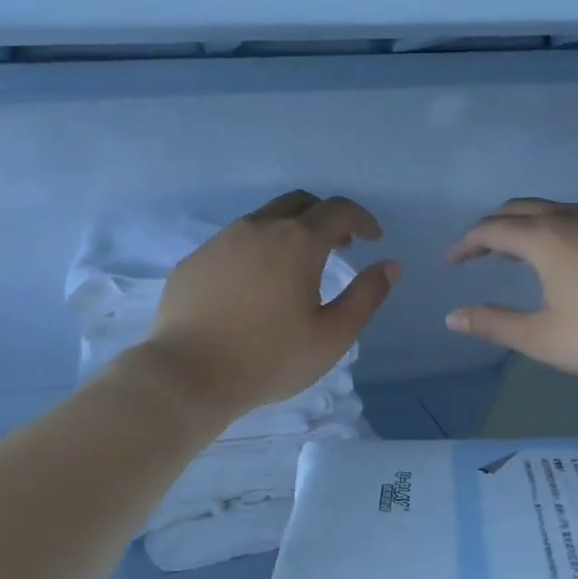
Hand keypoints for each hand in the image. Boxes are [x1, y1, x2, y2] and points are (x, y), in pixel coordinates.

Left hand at [143, 191, 398, 418]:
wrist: (187, 375)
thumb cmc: (269, 359)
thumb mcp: (332, 336)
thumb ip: (366, 296)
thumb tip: (389, 265)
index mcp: (297, 242)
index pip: (338, 210)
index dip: (361, 219)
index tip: (372, 238)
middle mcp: (258, 228)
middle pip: (300, 203)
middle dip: (326, 217)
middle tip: (339, 246)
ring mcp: (221, 241)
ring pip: (264, 219)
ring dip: (289, 232)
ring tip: (297, 267)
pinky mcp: (195, 260)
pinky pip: (234, 242)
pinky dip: (256, 250)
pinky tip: (254, 286)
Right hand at [446, 199, 577, 378]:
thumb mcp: (542, 338)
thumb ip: (494, 324)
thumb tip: (453, 317)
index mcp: (544, 238)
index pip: (491, 230)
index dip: (466, 244)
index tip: (451, 262)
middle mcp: (567, 219)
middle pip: (517, 209)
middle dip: (490, 227)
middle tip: (475, 253)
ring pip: (546, 208)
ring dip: (519, 223)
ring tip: (509, 252)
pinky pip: (569, 215)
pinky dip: (546, 226)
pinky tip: (555, 254)